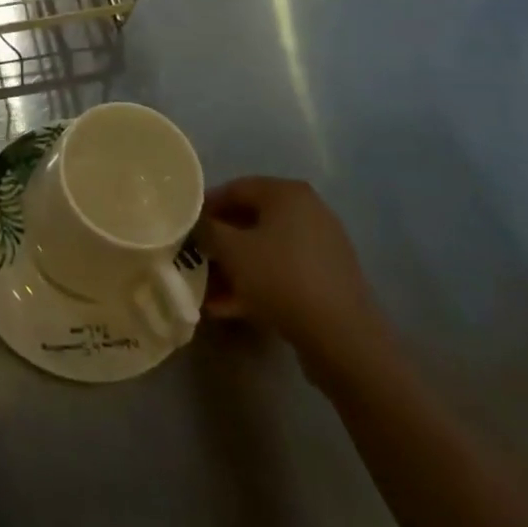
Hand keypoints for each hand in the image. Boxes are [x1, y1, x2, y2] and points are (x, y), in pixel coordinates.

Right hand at [195, 177, 393, 390]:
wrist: (342, 338)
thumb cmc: (281, 277)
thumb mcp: (231, 249)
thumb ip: (207, 230)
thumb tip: (197, 224)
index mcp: (287, 193)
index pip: (235, 188)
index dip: (205, 207)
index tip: (184, 228)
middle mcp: (308, 212)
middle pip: (250, 221)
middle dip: (219, 243)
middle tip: (193, 260)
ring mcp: (321, 247)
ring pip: (265, 251)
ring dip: (234, 269)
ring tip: (206, 291)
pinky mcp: (326, 281)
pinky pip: (282, 274)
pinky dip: (256, 285)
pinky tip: (230, 308)